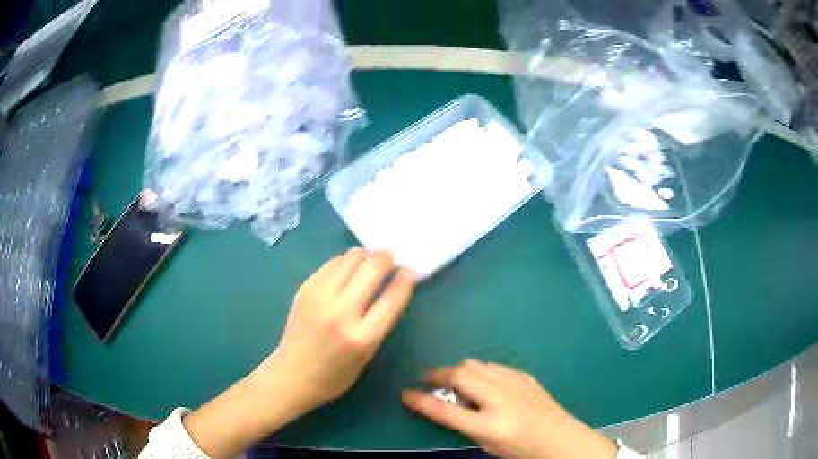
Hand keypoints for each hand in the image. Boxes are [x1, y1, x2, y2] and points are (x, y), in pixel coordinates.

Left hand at [265, 247, 415, 407]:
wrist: (291, 375)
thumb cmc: (334, 375)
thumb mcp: (367, 356)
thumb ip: (380, 322)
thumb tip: (391, 287)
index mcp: (362, 337)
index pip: (392, 298)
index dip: (405, 279)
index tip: (410, 270)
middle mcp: (341, 312)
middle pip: (371, 268)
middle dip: (387, 258)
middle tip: (391, 259)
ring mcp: (319, 297)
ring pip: (350, 258)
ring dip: (366, 255)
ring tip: (370, 261)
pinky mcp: (305, 289)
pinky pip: (331, 263)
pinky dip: (345, 261)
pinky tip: (348, 269)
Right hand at [402, 360, 617, 458]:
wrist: (560, 439)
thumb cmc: (522, 450)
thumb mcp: (488, 445)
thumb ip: (465, 425)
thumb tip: (448, 404)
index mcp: (489, 425)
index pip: (445, 411)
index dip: (420, 401)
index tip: (405, 393)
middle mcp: (501, 400)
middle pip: (460, 375)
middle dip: (438, 374)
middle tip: (428, 380)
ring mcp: (515, 384)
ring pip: (476, 364)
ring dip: (458, 369)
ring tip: (453, 379)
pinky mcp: (525, 376)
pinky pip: (494, 366)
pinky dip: (480, 369)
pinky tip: (481, 379)